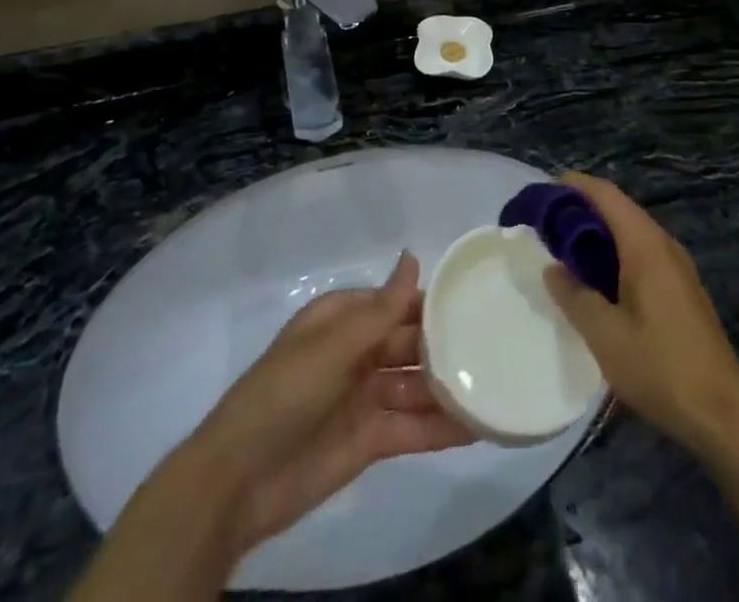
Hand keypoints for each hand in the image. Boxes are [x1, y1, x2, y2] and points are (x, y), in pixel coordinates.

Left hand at [185, 251, 472, 556]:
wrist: (239, 482)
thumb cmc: (285, 394)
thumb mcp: (334, 345)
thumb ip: (381, 308)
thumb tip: (413, 255)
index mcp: (343, 320)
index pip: (396, 302)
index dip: (432, 302)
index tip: (477, 299)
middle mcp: (357, 353)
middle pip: (411, 343)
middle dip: (447, 344)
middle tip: (499, 344)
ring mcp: (364, 397)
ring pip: (417, 385)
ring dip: (450, 386)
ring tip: (499, 382)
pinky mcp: (370, 439)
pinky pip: (413, 427)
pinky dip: (443, 427)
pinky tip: (480, 425)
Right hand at [544, 173, 738, 457]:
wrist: (722, 414)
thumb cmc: (660, 368)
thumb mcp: (605, 336)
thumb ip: (574, 296)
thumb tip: (552, 269)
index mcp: (645, 245)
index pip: (607, 195)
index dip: (575, 186)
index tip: (543, 192)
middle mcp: (664, 244)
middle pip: (619, 209)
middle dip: (582, 209)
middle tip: (546, 224)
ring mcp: (677, 266)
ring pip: (631, 231)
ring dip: (598, 233)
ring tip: (564, 249)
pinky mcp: (682, 288)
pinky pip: (642, 252)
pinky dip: (614, 252)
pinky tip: (597, 279)